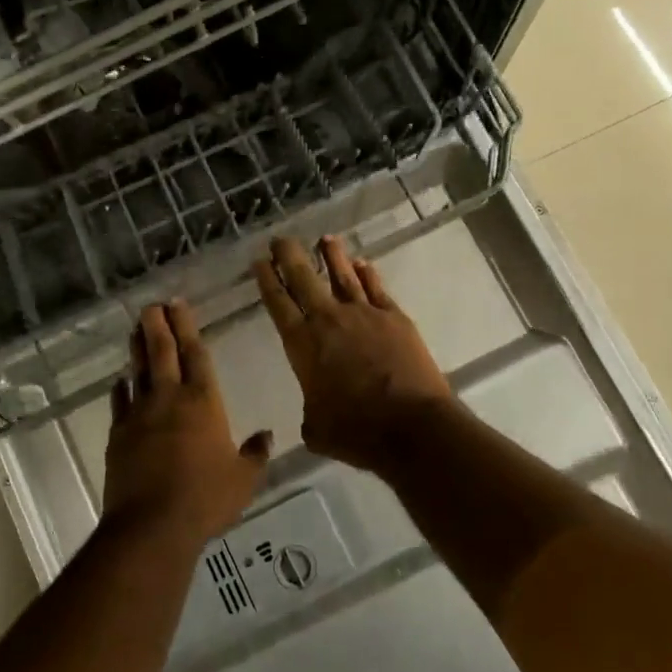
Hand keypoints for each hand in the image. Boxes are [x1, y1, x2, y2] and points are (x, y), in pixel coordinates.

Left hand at [104, 301, 271, 543]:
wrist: (152, 525)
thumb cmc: (206, 499)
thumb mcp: (243, 479)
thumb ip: (255, 454)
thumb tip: (267, 435)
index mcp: (204, 402)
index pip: (195, 354)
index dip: (187, 327)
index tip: (178, 304)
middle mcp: (170, 398)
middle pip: (162, 352)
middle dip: (158, 324)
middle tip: (152, 304)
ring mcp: (140, 414)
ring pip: (139, 371)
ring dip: (138, 347)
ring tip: (136, 328)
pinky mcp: (118, 434)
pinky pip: (119, 402)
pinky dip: (120, 388)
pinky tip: (119, 380)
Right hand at [254, 236, 451, 475]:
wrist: (412, 427)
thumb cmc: (356, 432)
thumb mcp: (316, 428)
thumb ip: (311, 409)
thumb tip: (317, 408)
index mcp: (303, 345)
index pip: (278, 303)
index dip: (267, 280)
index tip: (260, 261)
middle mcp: (329, 320)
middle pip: (304, 278)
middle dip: (289, 255)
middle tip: (280, 239)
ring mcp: (365, 315)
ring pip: (343, 275)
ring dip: (332, 255)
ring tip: (325, 238)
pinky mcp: (395, 318)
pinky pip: (376, 288)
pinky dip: (367, 274)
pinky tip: (362, 263)